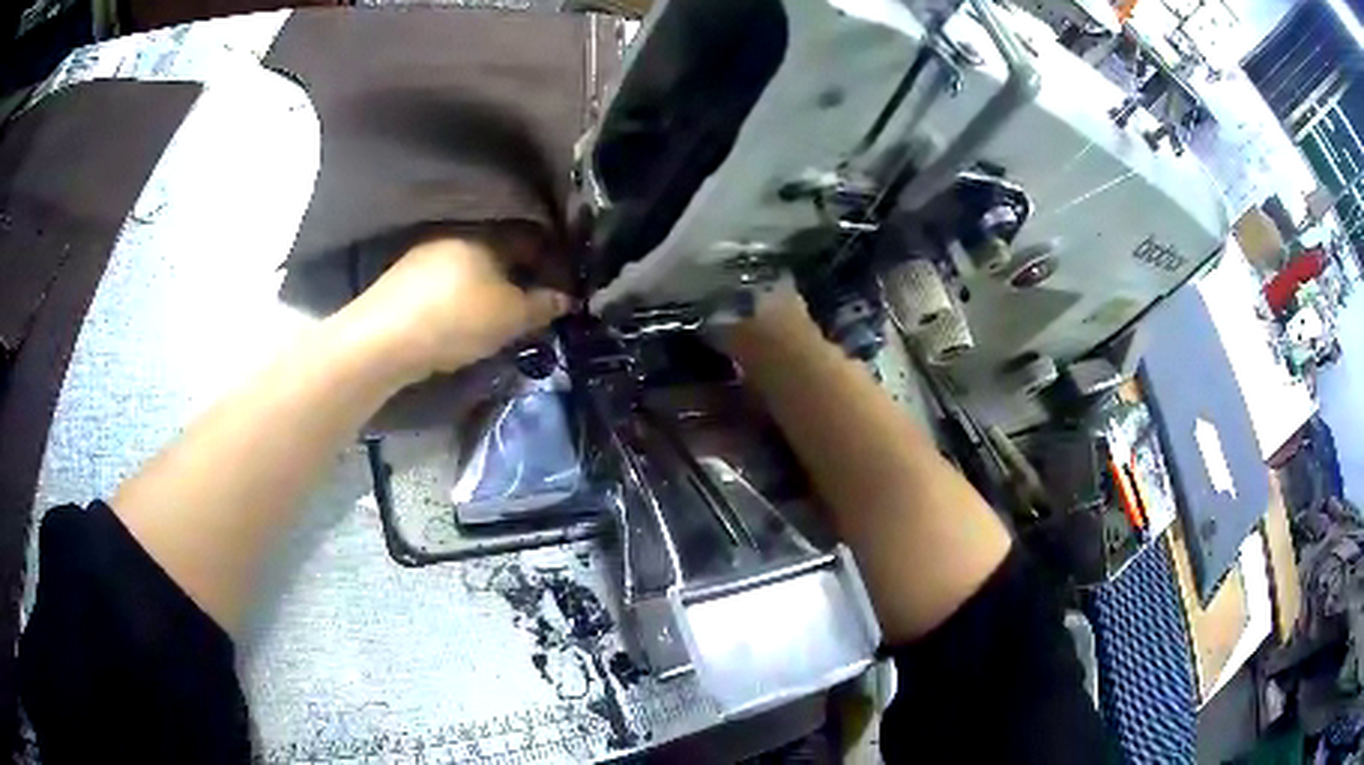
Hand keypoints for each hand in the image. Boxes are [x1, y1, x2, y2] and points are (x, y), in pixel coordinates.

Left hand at [344, 236, 572, 381]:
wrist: (383, 339)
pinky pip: (447, 280)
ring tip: (499, 314)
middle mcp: (458, 233)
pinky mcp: (404, 277)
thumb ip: (542, 306)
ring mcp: (427, 252)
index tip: (563, 287)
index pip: (532, 238)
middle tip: (533, 304)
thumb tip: (566, 298)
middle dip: (520, 273)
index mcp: (489, 233)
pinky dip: (463, 294)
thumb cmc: (457, 319)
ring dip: (489, 285)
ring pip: (472, 265)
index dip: (552, 261)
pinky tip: (463, 317)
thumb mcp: (510, 318)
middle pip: (500, 250)